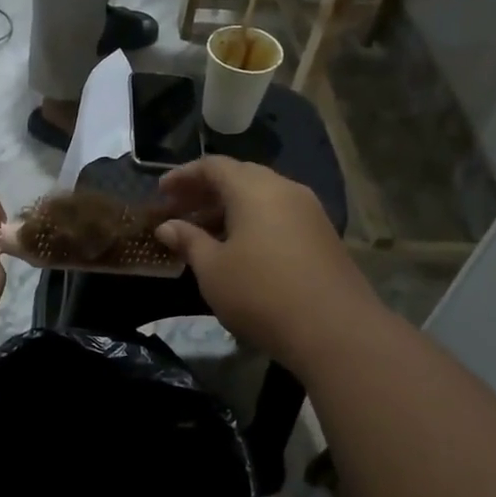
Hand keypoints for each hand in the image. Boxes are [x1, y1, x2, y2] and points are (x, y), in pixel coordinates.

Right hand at [154, 157, 371, 363]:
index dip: (183, 176)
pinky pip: (278, 216)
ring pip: (261, 197)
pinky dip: (252, 222)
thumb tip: (167, 226)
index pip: (213, 166)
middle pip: (239, 177)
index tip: (161, 192)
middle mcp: (284, 189)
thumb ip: (188, 241)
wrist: (334, 330)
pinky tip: (238, 249)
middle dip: (205, 191)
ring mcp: (309, 212)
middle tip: (178, 210)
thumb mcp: (212, 269)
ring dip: (229, 209)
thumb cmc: (260, 293)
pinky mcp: (322, 236)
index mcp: (254, 189)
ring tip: (203, 232)